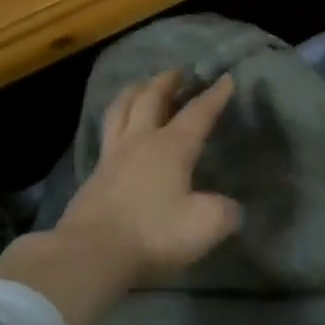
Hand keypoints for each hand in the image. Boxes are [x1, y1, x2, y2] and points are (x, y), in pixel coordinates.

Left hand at [0, 71, 239, 324]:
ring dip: (134, 92)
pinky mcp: (95, 174)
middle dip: (166, 82)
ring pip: (122, 109)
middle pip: (151, 99)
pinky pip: (107, 133)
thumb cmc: (153, 233)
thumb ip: (224, 212)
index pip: (198, 113)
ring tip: (141, 85)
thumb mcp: (204, 226)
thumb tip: (232, 208)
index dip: (214, 95)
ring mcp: (113, 156)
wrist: (92, 252)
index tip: (225, 78)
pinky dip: (116, 120)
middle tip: (177, 72)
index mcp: (172, 147)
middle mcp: (141, 141)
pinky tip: (118, 129)